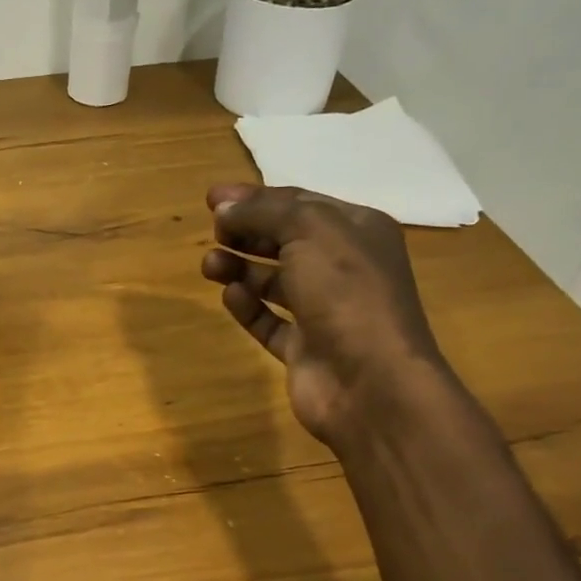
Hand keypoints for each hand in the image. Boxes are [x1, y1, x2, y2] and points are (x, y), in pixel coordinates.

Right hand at [201, 183, 443, 443]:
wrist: (371, 383)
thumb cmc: (347, 293)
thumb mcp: (310, 231)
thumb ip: (264, 212)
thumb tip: (224, 208)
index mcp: (358, 231)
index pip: (300, 203)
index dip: (255, 198)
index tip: (211, 199)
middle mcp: (344, 268)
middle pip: (285, 241)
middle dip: (246, 233)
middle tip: (213, 232)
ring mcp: (325, 311)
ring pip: (274, 282)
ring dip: (240, 268)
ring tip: (210, 265)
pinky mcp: (305, 349)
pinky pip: (270, 321)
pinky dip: (248, 307)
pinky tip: (230, 296)